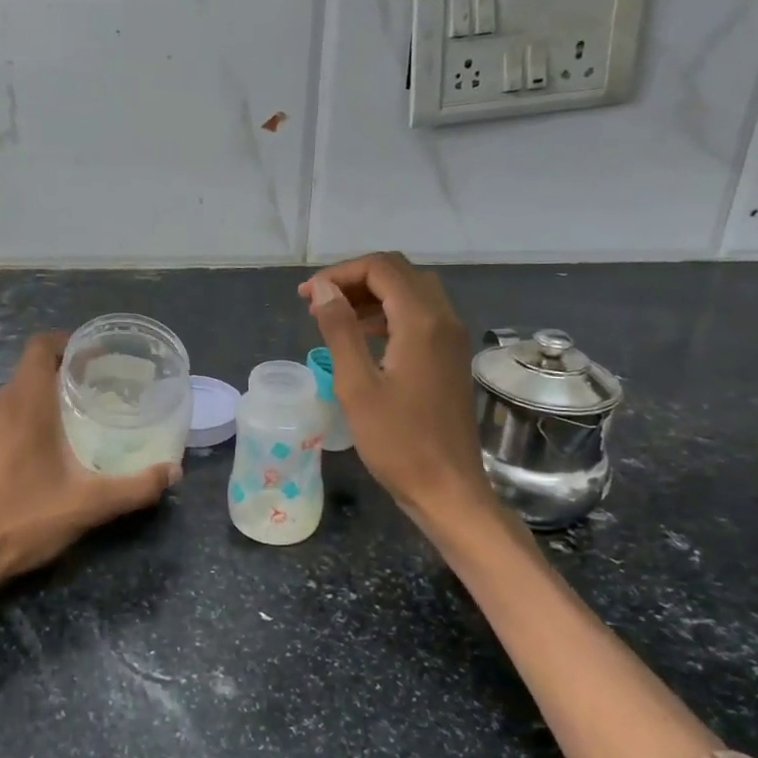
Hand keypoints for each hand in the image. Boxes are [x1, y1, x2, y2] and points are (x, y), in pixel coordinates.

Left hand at [0, 332, 179, 591]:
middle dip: (62, 374)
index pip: (41, 347)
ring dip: (41, 399)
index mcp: (24, 405)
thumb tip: (173, 472)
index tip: (96, 358)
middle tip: (96, 393)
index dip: (68, 343)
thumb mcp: (87, 507)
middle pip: (29, 371)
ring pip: (13, 396)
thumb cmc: (22, 521)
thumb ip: (134, 488)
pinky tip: (36, 456)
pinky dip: (20, 422)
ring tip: (72, 424)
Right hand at [298, 253, 497, 532]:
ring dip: (371, 294)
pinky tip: (362, 335)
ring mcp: (451, 339)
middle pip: (399, 273)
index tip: (307, 296)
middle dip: (355, 279)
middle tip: (317, 302)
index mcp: (422, 321)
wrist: (447, 488)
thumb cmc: (397, 441)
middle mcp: (443, 320)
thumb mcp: (357, 385)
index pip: (381, 268)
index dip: (340, 273)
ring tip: (331, 315)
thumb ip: (340, 330)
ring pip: (411, 292)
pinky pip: (419, 316)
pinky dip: (388, 313)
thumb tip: (324, 290)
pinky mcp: (449, 357)